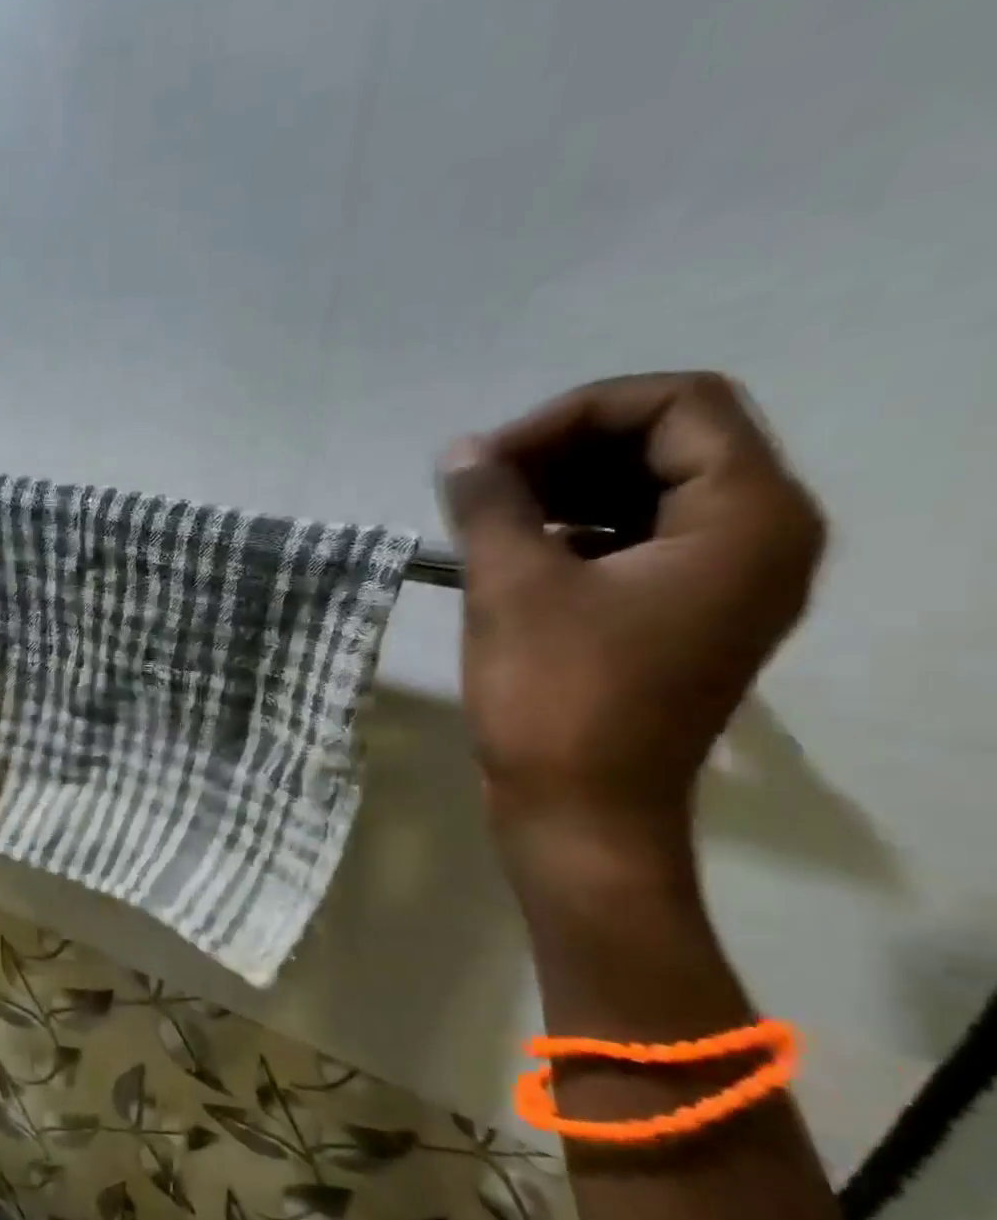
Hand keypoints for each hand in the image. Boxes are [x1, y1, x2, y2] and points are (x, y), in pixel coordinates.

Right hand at [440, 372, 824, 869]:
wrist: (580, 814)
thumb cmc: (556, 698)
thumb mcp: (513, 588)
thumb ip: (489, 505)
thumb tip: (461, 452)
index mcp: (747, 517)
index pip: (677, 405)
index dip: (575, 415)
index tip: (493, 460)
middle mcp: (759, 538)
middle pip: (668, 445)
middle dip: (566, 452)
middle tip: (482, 485)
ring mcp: (724, 584)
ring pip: (649, 495)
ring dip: (565, 493)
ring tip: (487, 518)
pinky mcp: (683, 620)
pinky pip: (638, 545)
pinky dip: (576, 535)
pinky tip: (514, 556)